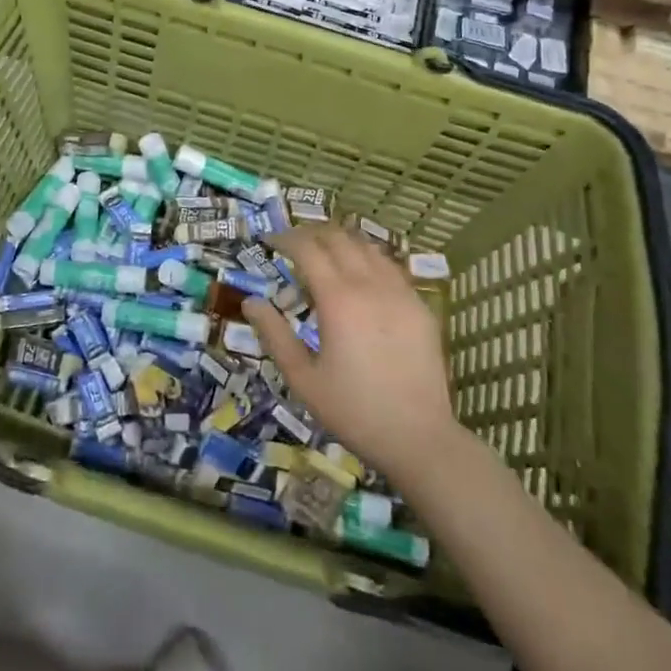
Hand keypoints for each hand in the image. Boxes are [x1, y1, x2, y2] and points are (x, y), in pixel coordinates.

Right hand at [243, 225, 460, 483]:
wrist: (418, 437)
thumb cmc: (353, 410)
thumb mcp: (302, 378)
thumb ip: (274, 335)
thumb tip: (251, 302)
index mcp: (338, 299)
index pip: (308, 249)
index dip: (286, 238)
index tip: (270, 241)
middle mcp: (370, 285)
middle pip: (338, 238)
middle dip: (312, 233)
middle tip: (293, 244)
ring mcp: (400, 292)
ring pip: (368, 246)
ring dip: (341, 241)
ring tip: (325, 253)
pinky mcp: (420, 306)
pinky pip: (391, 267)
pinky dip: (368, 259)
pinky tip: (361, 276)